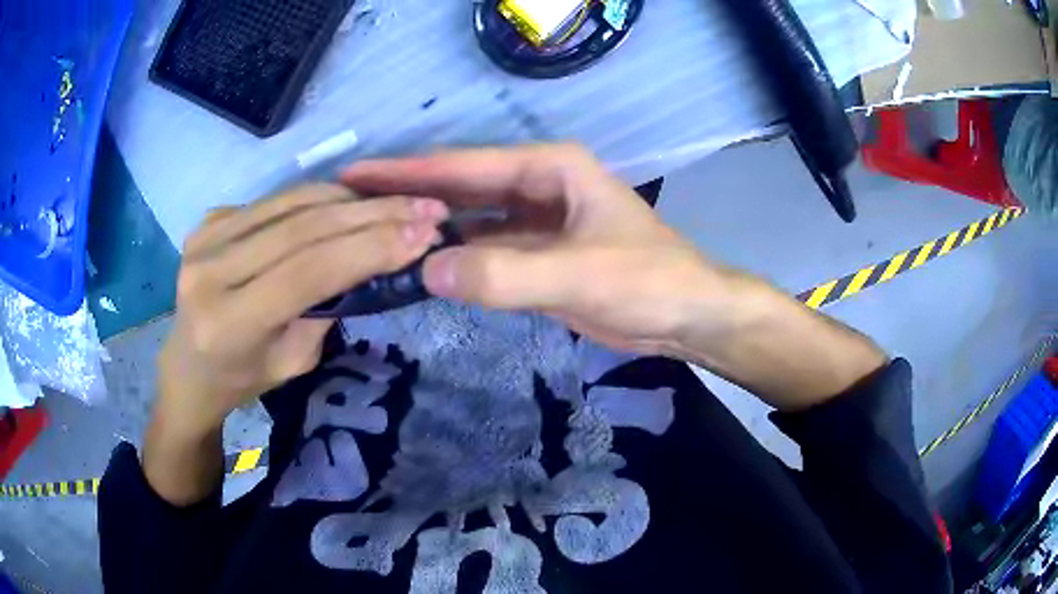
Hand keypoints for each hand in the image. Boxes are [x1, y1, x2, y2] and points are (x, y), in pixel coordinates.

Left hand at [146, 185, 446, 504]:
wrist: (188, 366)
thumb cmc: (242, 378)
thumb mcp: (293, 362)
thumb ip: (326, 307)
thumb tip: (373, 255)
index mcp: (228, 321)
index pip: (306, 270)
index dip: (369, 248)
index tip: (424, 233)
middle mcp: (210, 270)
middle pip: (302, 228)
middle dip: (372, 215)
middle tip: (425, 208)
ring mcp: (205, 237)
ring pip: (293, 202)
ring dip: (352, 200)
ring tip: (397, 202)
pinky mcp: (209, 219)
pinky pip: (277, 199)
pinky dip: (320, 198)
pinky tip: (351, 204)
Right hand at [342, 144, 732, 354]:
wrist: (686, 315)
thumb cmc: (648, 282)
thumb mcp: (579, 275)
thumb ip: (504, 273)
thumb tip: (427, 271)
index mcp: (550, 169)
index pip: (464, 165)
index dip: (407, 171)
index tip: (355, 173)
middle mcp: (537, 186)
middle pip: (460, 187)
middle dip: (408, 193)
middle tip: (350, 201)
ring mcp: (535, 222)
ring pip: (469, 220)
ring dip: (427, 227)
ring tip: (374, 233)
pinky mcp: (537, 256)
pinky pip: (484, 251)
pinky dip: (454, 259)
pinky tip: (421, 266)